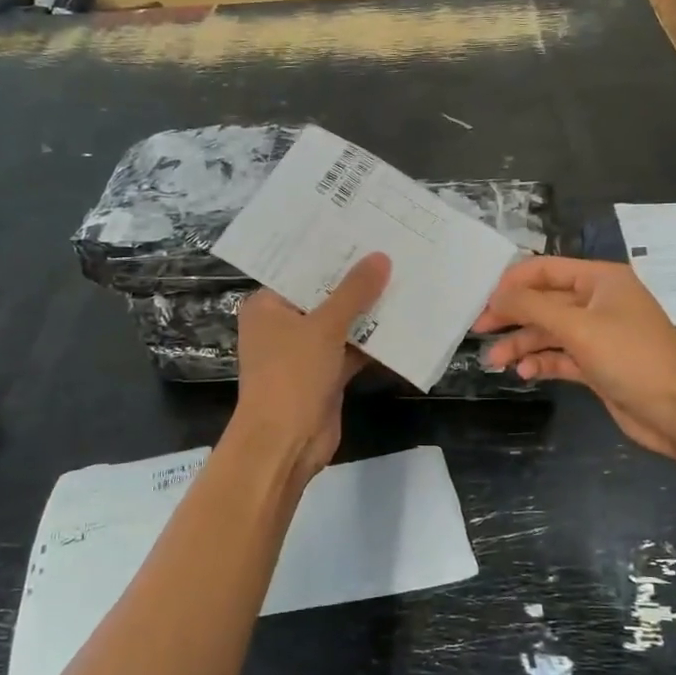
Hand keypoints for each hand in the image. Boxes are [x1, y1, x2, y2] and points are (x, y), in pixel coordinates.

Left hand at [234, 253, 391, 481]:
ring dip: (370, 311)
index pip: (301, 269)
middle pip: (324, 295)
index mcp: (268, 305)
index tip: (366, 230)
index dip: (332, 251)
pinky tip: (406, 322)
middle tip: (395, 249)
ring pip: (342, 323)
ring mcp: (305, 351)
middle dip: (357, 281)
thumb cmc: (292, 376)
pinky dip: (374, 341)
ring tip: (407, 278)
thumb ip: (354, 292)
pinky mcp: (325, 374)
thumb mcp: (324, 327)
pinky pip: (352, 349)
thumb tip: (382, 257)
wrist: (285, 444)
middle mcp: (283, 324)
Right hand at [475, 257, 675, 456]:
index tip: (482, 301)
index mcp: (600, 280)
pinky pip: (561, 356)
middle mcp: (598, 302)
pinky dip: (542, 362)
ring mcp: (598, 335)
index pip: (546, 269)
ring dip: (522, 344)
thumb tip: (496, 296)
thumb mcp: (578, 327)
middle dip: (512, 315)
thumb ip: (532, 308)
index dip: (512, 282)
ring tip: (494, 361)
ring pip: (549, 332)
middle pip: (544, 301)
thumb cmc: (631, 358)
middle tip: (478, 330)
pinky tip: (525, 373)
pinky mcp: (597, 364)